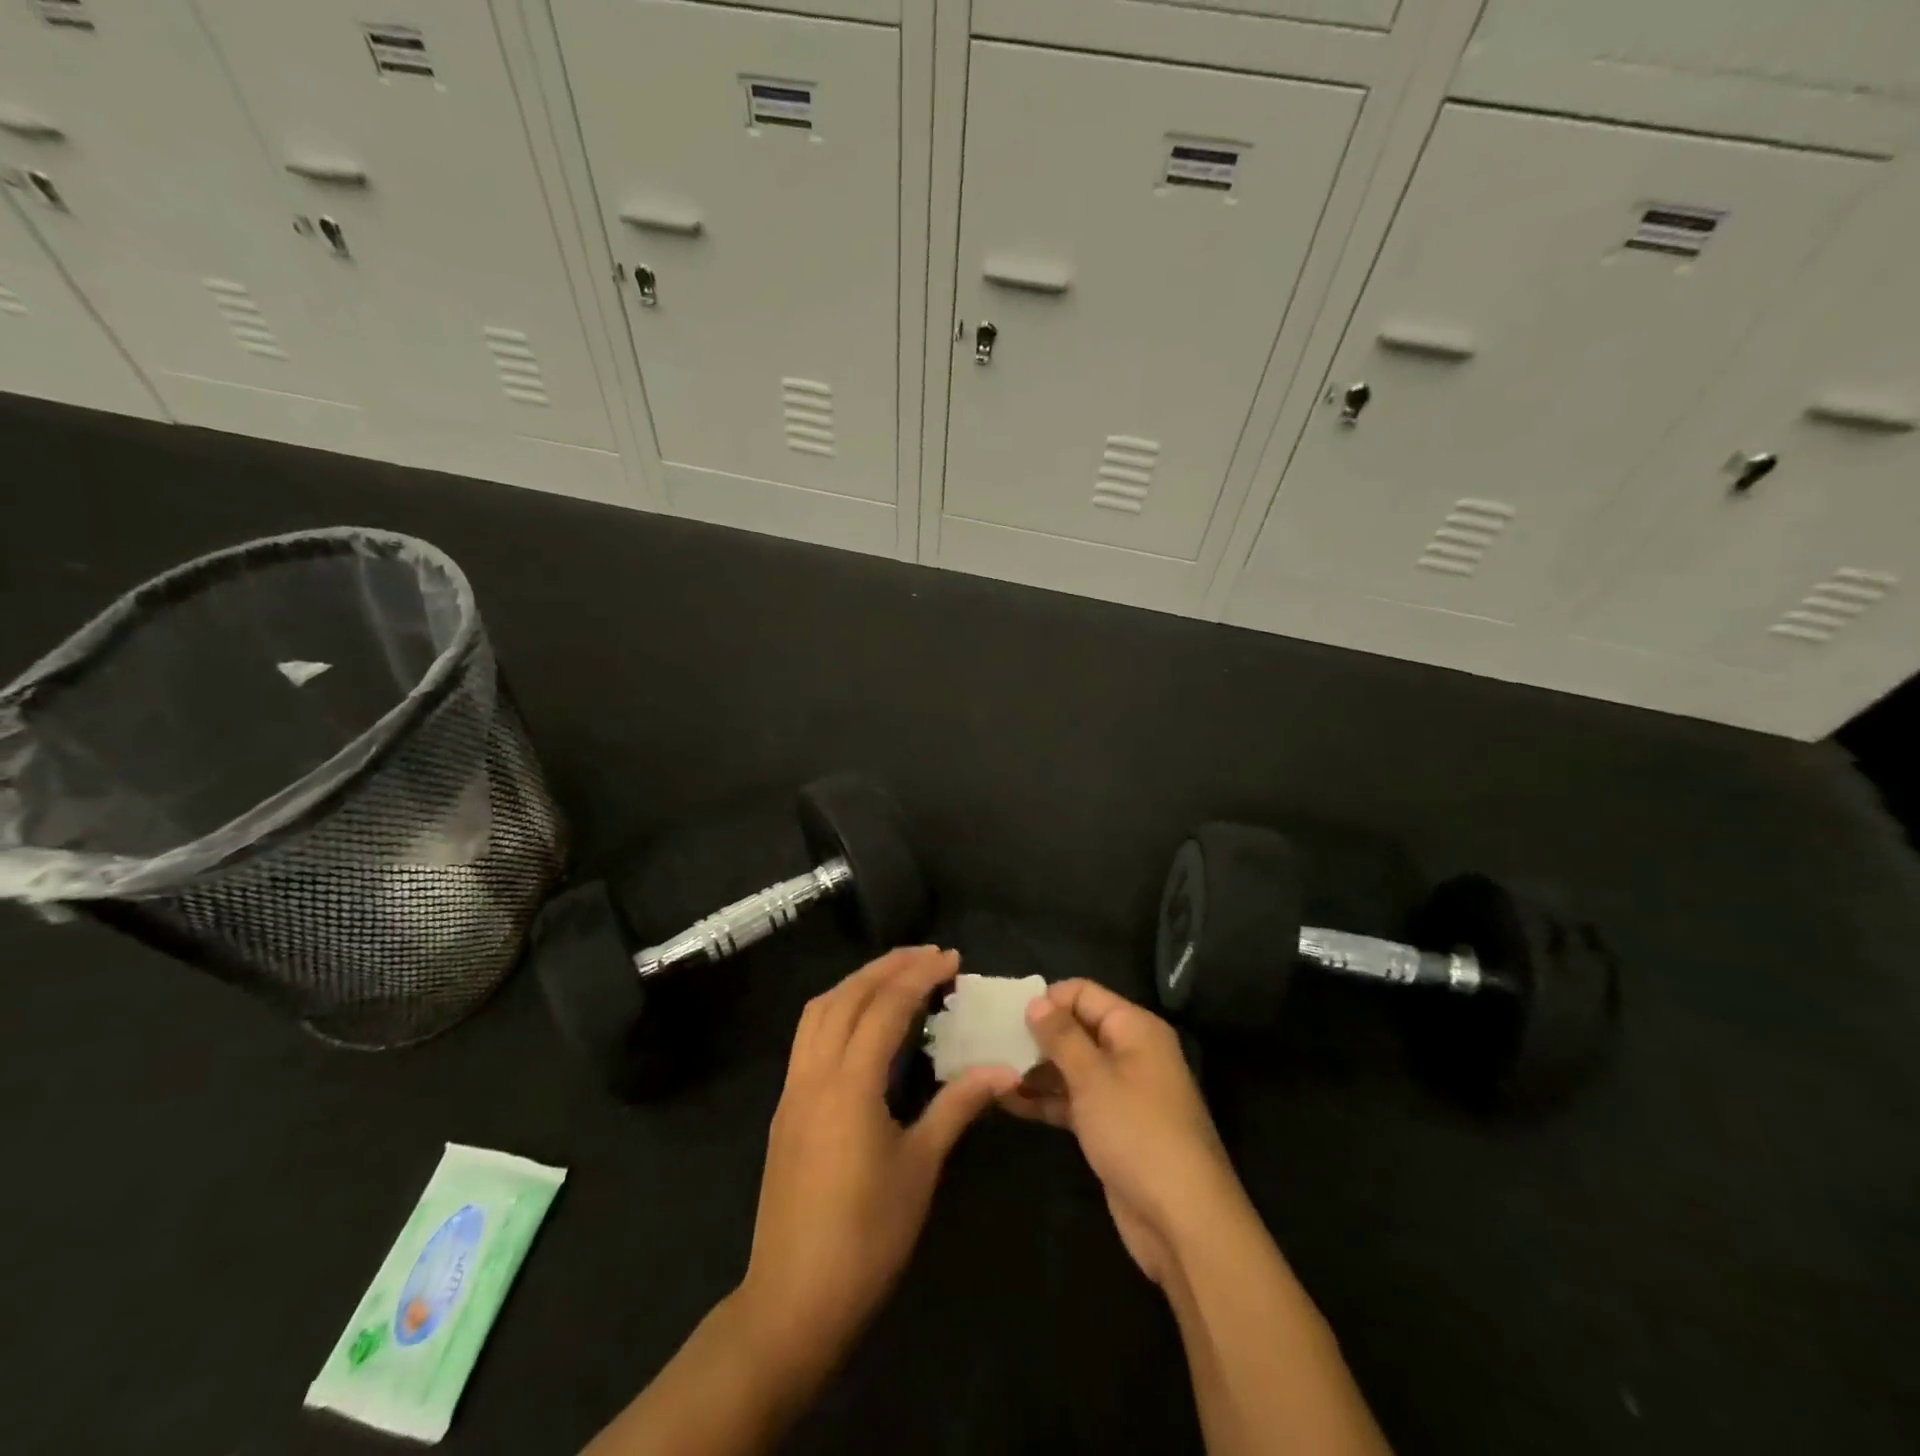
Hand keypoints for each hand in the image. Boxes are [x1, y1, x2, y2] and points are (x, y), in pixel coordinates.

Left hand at [737, 946, 1017, 1363]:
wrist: (793, 1300)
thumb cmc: (866, 1236)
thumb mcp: (920, 1168)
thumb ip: (957, 1106)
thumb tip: (1004, 1069)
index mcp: (849, 1083)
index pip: (885, 1006)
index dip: (919, 976)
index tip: (952, 959)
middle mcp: (814, 1073)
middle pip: (847, 996)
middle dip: (888, 967)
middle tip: (928, 956)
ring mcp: (793, 1089)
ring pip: (820, 1010)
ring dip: (857, 983)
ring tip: (896, 976)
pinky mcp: (785, 1108)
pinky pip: (808, 1035)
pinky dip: (837, 1009)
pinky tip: (862, 1022)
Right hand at [1000, 979, 1243, 1286]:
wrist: (1182, 1219)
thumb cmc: (1137, 1132)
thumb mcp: (1093, 1077)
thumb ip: (1061, 1036)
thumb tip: (1036, 1001)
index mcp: (1134, 1028)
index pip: (1084, 993)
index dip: (1048, 999)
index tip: (1007, 1014)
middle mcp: (1130, 1052)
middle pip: (1076, 1028)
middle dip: (1036, 1035)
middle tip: (991, 1043)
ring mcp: (1121, 1092)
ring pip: (1072, 1067)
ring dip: (1036, 1069)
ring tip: (991, 1072)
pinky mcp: (1112, 1127)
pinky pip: (1074, 1100)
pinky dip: (1046, 1100)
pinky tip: (1008, 1102)